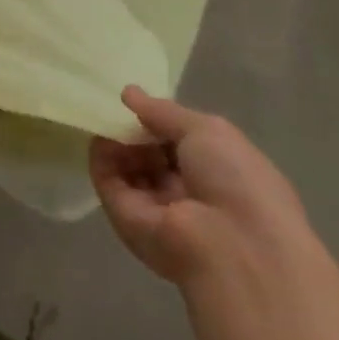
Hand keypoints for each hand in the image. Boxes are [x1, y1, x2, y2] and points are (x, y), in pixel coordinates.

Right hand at [89, 87, 307, 286]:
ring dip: (117, 141)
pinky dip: (102, 157)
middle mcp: (188, 193)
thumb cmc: (237, 181)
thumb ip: (163, 111)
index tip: (140, 103)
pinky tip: (103, 137)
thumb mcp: (207, 130)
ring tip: (110, 121)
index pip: (182, 144)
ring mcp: (156, 207)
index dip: (162, 123)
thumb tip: (128, 92)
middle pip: (151, 155)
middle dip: (136, 131)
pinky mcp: (126, 218)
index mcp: (218, 175)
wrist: (233, 247)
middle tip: (121, 110)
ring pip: (127, 166)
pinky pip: (108, 180)